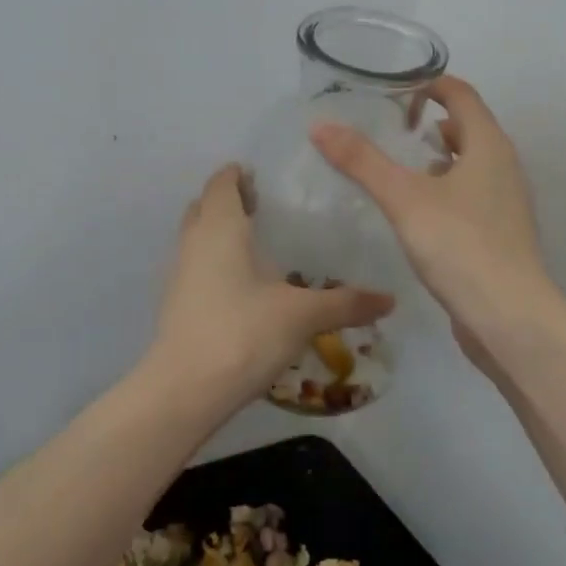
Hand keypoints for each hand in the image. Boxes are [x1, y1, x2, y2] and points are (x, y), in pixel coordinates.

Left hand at [152, 164, 395, 402]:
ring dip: (219, 233)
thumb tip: (390, 299)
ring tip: (256, 243)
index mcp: (220, 228)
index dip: (237, 175)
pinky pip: (195, 267)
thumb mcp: (302, 315)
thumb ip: (346, 303)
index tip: (260, 175)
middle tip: (263, 206)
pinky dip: (214, 263)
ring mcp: (179, 274)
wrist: (185, 390)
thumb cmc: (243, 333)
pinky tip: (243, 285)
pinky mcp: (176, 304)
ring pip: (196, 238)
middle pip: (204, 207)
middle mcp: (193, 243)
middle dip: (228, 201)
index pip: (221, 184)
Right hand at [311, 78, 551, 374]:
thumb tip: (320, 125)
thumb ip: (362, 161)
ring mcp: (507, 203)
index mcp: (489, 146)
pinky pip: (471, 196)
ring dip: (438, 159)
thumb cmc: (460, 245)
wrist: (509, 318)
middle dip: (431, 123)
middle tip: (389, 129)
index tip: (395, 88)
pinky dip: (445, 190)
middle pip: (468, 128)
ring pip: (470, 165)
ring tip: (398, 169)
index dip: (431, 84)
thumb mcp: (404, 199)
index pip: (462, 95)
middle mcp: (504, 167)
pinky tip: (416, 213)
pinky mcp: (501, 234)